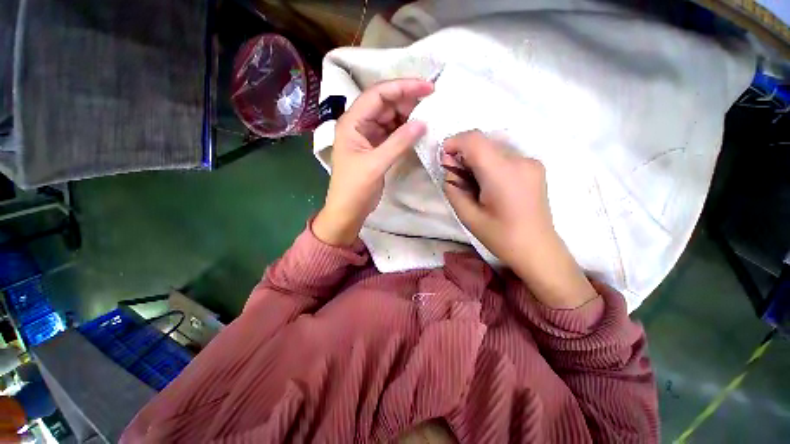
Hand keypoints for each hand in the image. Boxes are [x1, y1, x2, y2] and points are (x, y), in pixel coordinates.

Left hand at [313, 79, 432, 246]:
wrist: (348, 211)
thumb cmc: (355, 188)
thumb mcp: (376, 164)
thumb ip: (399, 142)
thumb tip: (422, 123)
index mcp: (352, 122)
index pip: (378, 94)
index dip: (403, 87)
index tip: (428, 88)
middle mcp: (358, 124)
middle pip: (384, 103)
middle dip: (407, 100)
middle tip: (431, 103)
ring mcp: (367, 136)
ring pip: (389, 118)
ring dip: (407, 115)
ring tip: (427, 116)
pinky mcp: (375, 148)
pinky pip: (391, 133)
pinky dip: (404, 131)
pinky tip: (416, 131)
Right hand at [441, 131, 596, 308]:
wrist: (537, 249)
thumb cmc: (501, 237)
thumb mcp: (467, 216)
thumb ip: (453, 189)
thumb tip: (449, 170)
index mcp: (502, 174)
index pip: (474, 140)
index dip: (454, 142)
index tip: (444, 159)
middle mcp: (520, 160)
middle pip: (483, 143)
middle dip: (464, 154)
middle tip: (457, 177)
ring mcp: (531, 162)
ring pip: (493, 148)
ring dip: (477, 160)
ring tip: (474, 184)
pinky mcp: (535, 167)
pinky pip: (505, 156)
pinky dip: (490, 163)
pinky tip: (489, 184)